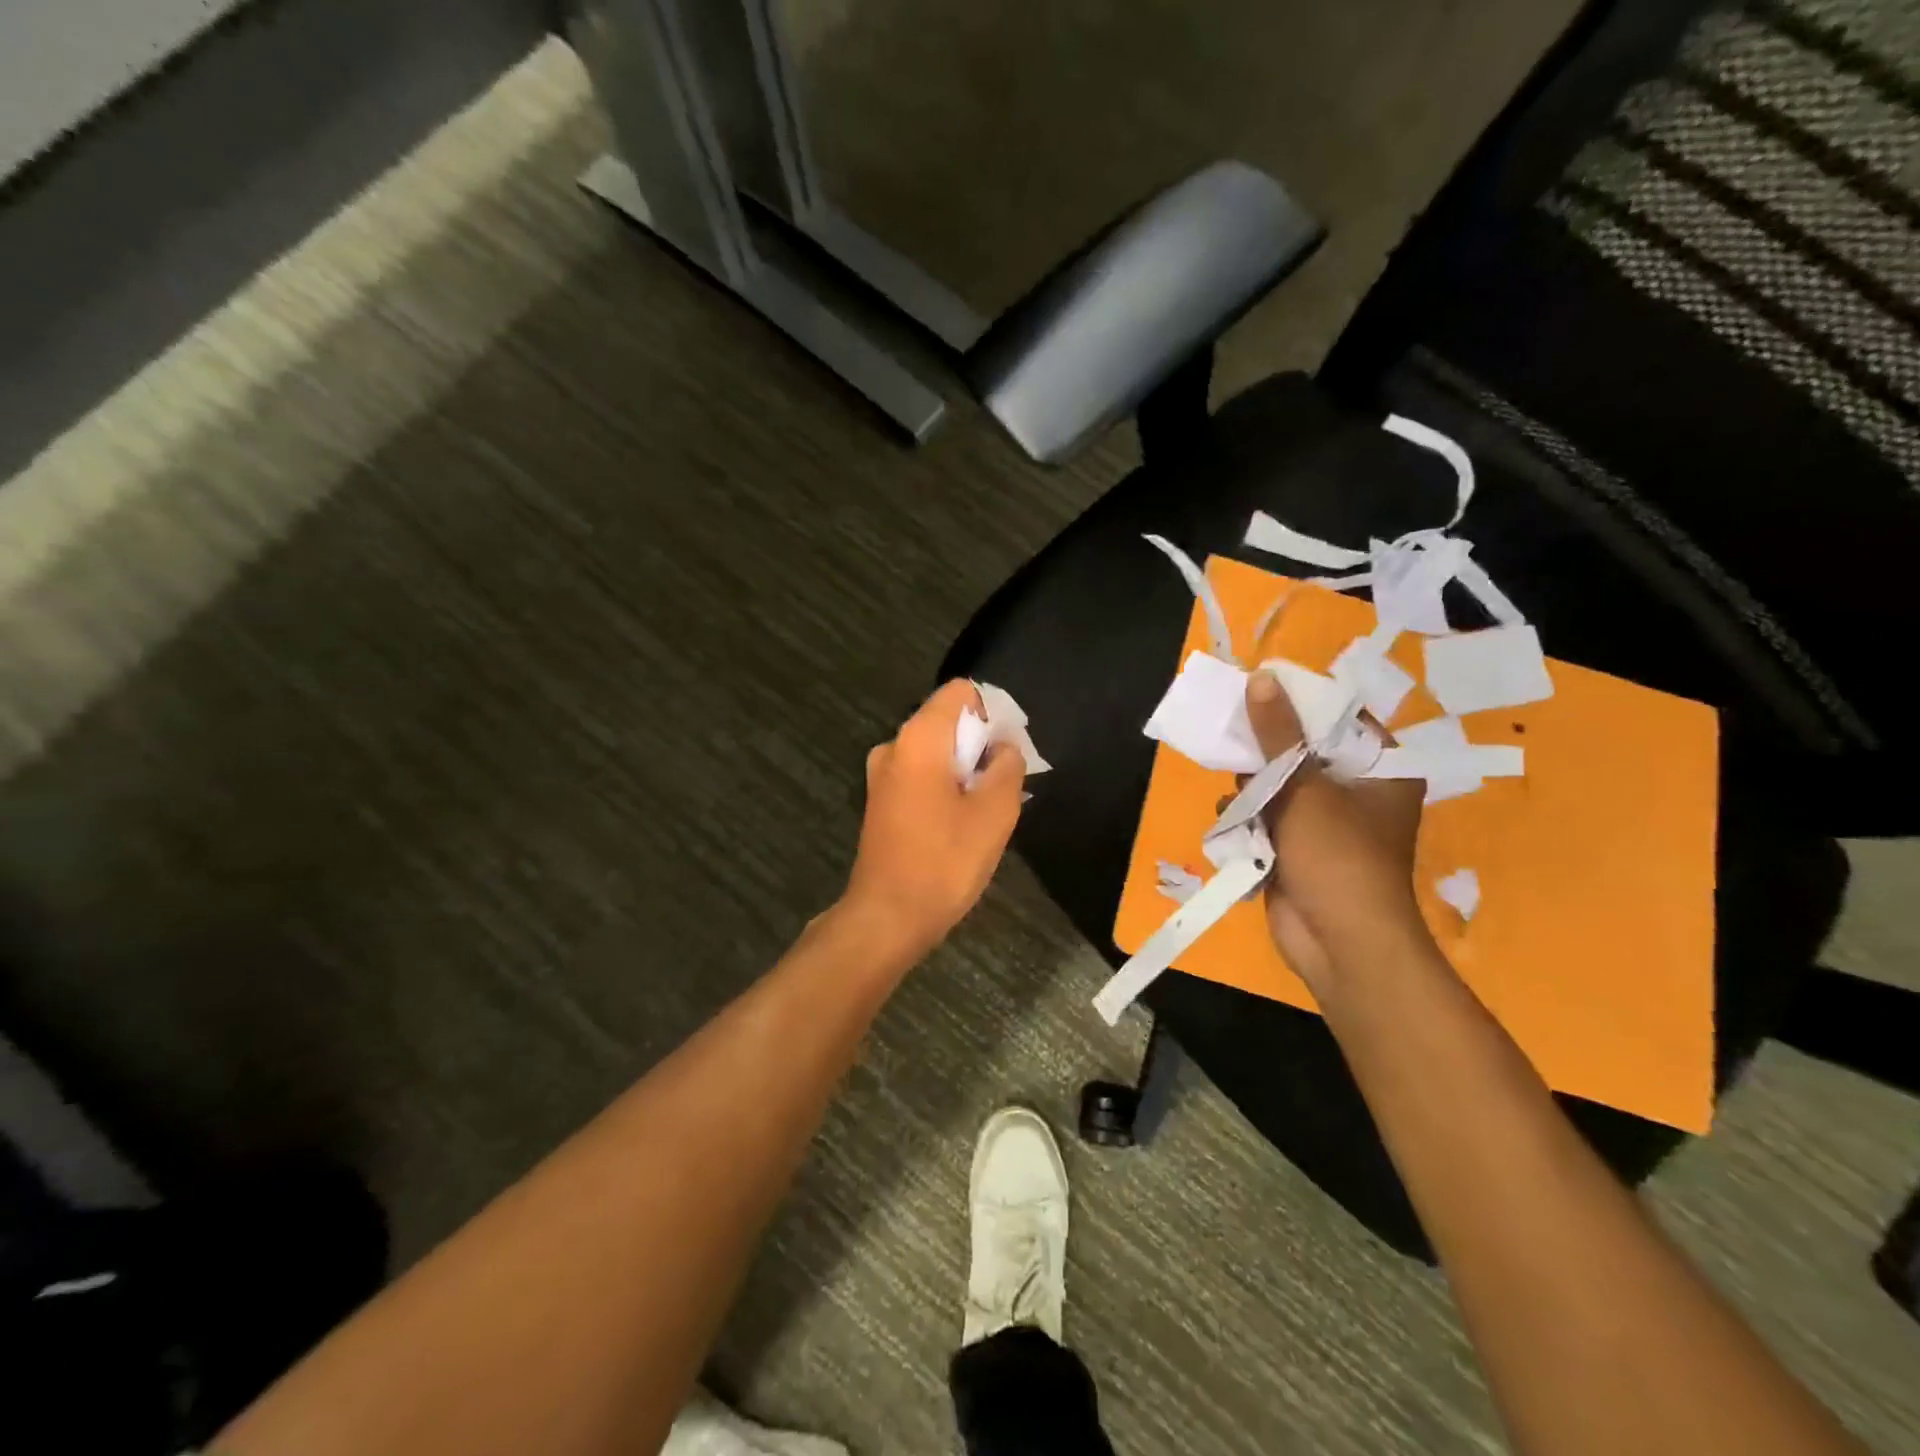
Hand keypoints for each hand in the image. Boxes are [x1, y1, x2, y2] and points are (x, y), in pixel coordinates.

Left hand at [840, 680, 1025, 961]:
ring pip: (936, 753)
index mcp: (919, 738)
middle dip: (981, 744)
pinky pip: (921, 776)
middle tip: (1006, 785)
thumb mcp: (994, 813)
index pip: (961, 692)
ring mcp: (882, 775)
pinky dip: (945, 787)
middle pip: (948, 721)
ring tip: (988, 809)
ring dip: (966, 770)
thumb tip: (1003, 749)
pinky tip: (962, 823)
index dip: (992, 712)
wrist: (888, 917)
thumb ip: (1007, 767)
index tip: (1009, 751)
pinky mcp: (881, 802)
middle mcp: (894, 746)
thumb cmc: (944, 861)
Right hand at [1244, 671, 1425, 992]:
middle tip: (1235, 737)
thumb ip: (1278, 735)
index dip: (1300, 703)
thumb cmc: (1337, 856)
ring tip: (1238, 794)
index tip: (1259, 691)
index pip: (1341, 719)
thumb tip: (1260, 678)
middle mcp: (1357, 791)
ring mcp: (1325, 822)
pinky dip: (1249, 818)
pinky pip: (1267, 817)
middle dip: (1266, 750)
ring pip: (1278, 784)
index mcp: (1382, 770)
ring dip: (1252, 788)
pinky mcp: (1297, 848)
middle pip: (1303, 750)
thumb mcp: (1305, 787)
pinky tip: (1233, 821)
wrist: (1339, 943)